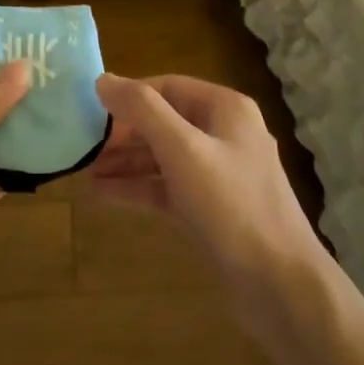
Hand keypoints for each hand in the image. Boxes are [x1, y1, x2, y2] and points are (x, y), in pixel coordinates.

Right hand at [92, 74, 323, 323]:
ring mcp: (220, 173)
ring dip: (126, 161)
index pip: (167, 87)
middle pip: (164, 121)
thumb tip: (102, 79)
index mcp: (225, 109)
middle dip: (124, 133)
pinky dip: (139, 187)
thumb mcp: (183, 151)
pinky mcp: (212, 208)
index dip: (128, 96)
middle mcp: (225, 134)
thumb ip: (142, 111)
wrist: (280, 285)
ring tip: (85, 170)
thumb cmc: (232, 206)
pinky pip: (168, 186)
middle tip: (83, 145)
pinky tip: (104, 193)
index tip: (90, 110)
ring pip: (164, 156)